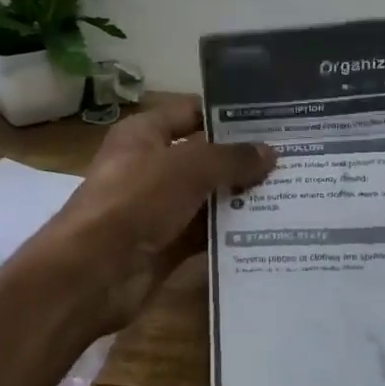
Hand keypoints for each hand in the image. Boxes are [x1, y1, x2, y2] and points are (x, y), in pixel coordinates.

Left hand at [39, 95, 275, 333]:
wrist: (92, 272)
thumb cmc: (135, 200)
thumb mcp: (187, 168)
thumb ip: (230, 158)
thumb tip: (270, 152)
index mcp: (144, 134)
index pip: (191, 113)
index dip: (227, 116)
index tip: (271, 121)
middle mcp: (150, 166)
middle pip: (203, 157)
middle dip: (242, 160)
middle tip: (292, 160)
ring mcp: (157, 208)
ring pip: (206, 197)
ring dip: (240, 198)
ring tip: (292, 194)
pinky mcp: (165, 245)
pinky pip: (204, 234)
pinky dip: (230, 232)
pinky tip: (269, 230)